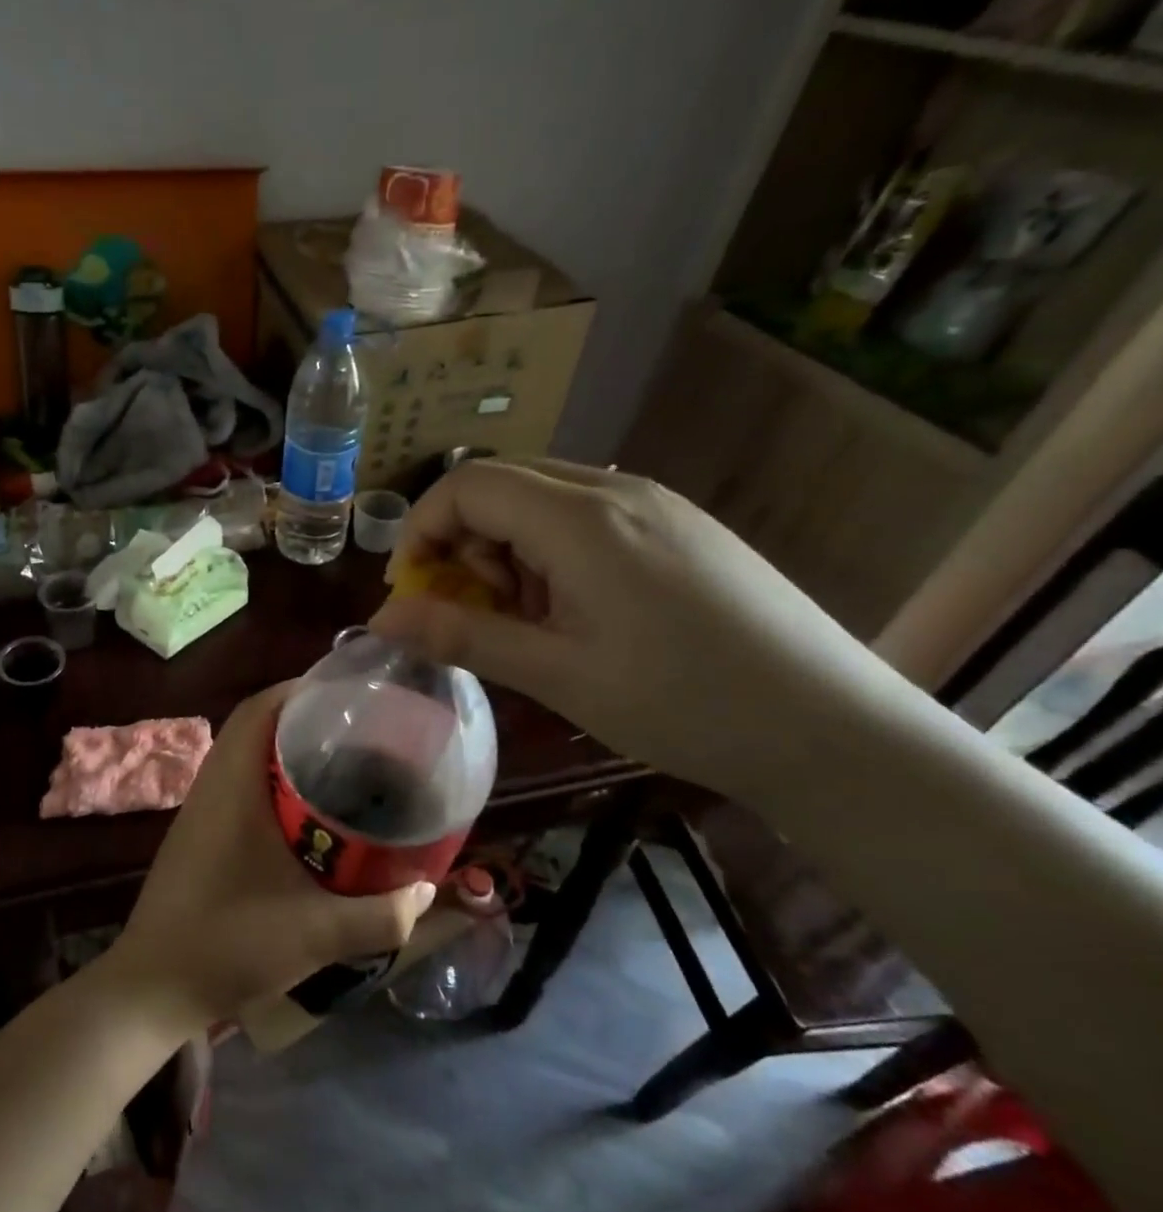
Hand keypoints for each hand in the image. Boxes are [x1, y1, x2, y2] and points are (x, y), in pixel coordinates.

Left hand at [108, 685, 437, 1025]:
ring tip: (342, 763)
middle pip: (254, 725)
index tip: (349, 693)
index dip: (300, 689)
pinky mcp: (198, 835)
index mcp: (232, 787)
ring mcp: (200, 811)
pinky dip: (271, 781)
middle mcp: (212, 787)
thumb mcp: (317, 933)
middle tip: (358, 729)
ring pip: (245, 756)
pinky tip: (307, 814)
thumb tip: (426, 889)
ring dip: (286, 750)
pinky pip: (237, 785)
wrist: (154, 987)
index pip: (259, 709)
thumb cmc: (229, 945)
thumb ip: (381, 915)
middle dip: (304, 718)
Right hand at [368, 460, 915, 803]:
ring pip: (543, 498)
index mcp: (582, 518)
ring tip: (526, 621)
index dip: (420, 530)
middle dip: (461, 541)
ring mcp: (656, 503)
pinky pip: (586, 516)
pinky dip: (550, 553)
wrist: (829, 728)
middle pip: (502, 483)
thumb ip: (461, 635)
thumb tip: (381, 618)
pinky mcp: (680, 526)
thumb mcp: (555, 674)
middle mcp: (617, 490)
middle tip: (469, 611)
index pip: (467, 484)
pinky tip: (575, 612)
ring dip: (505, 548)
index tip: (412, 592)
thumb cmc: (681, 704)